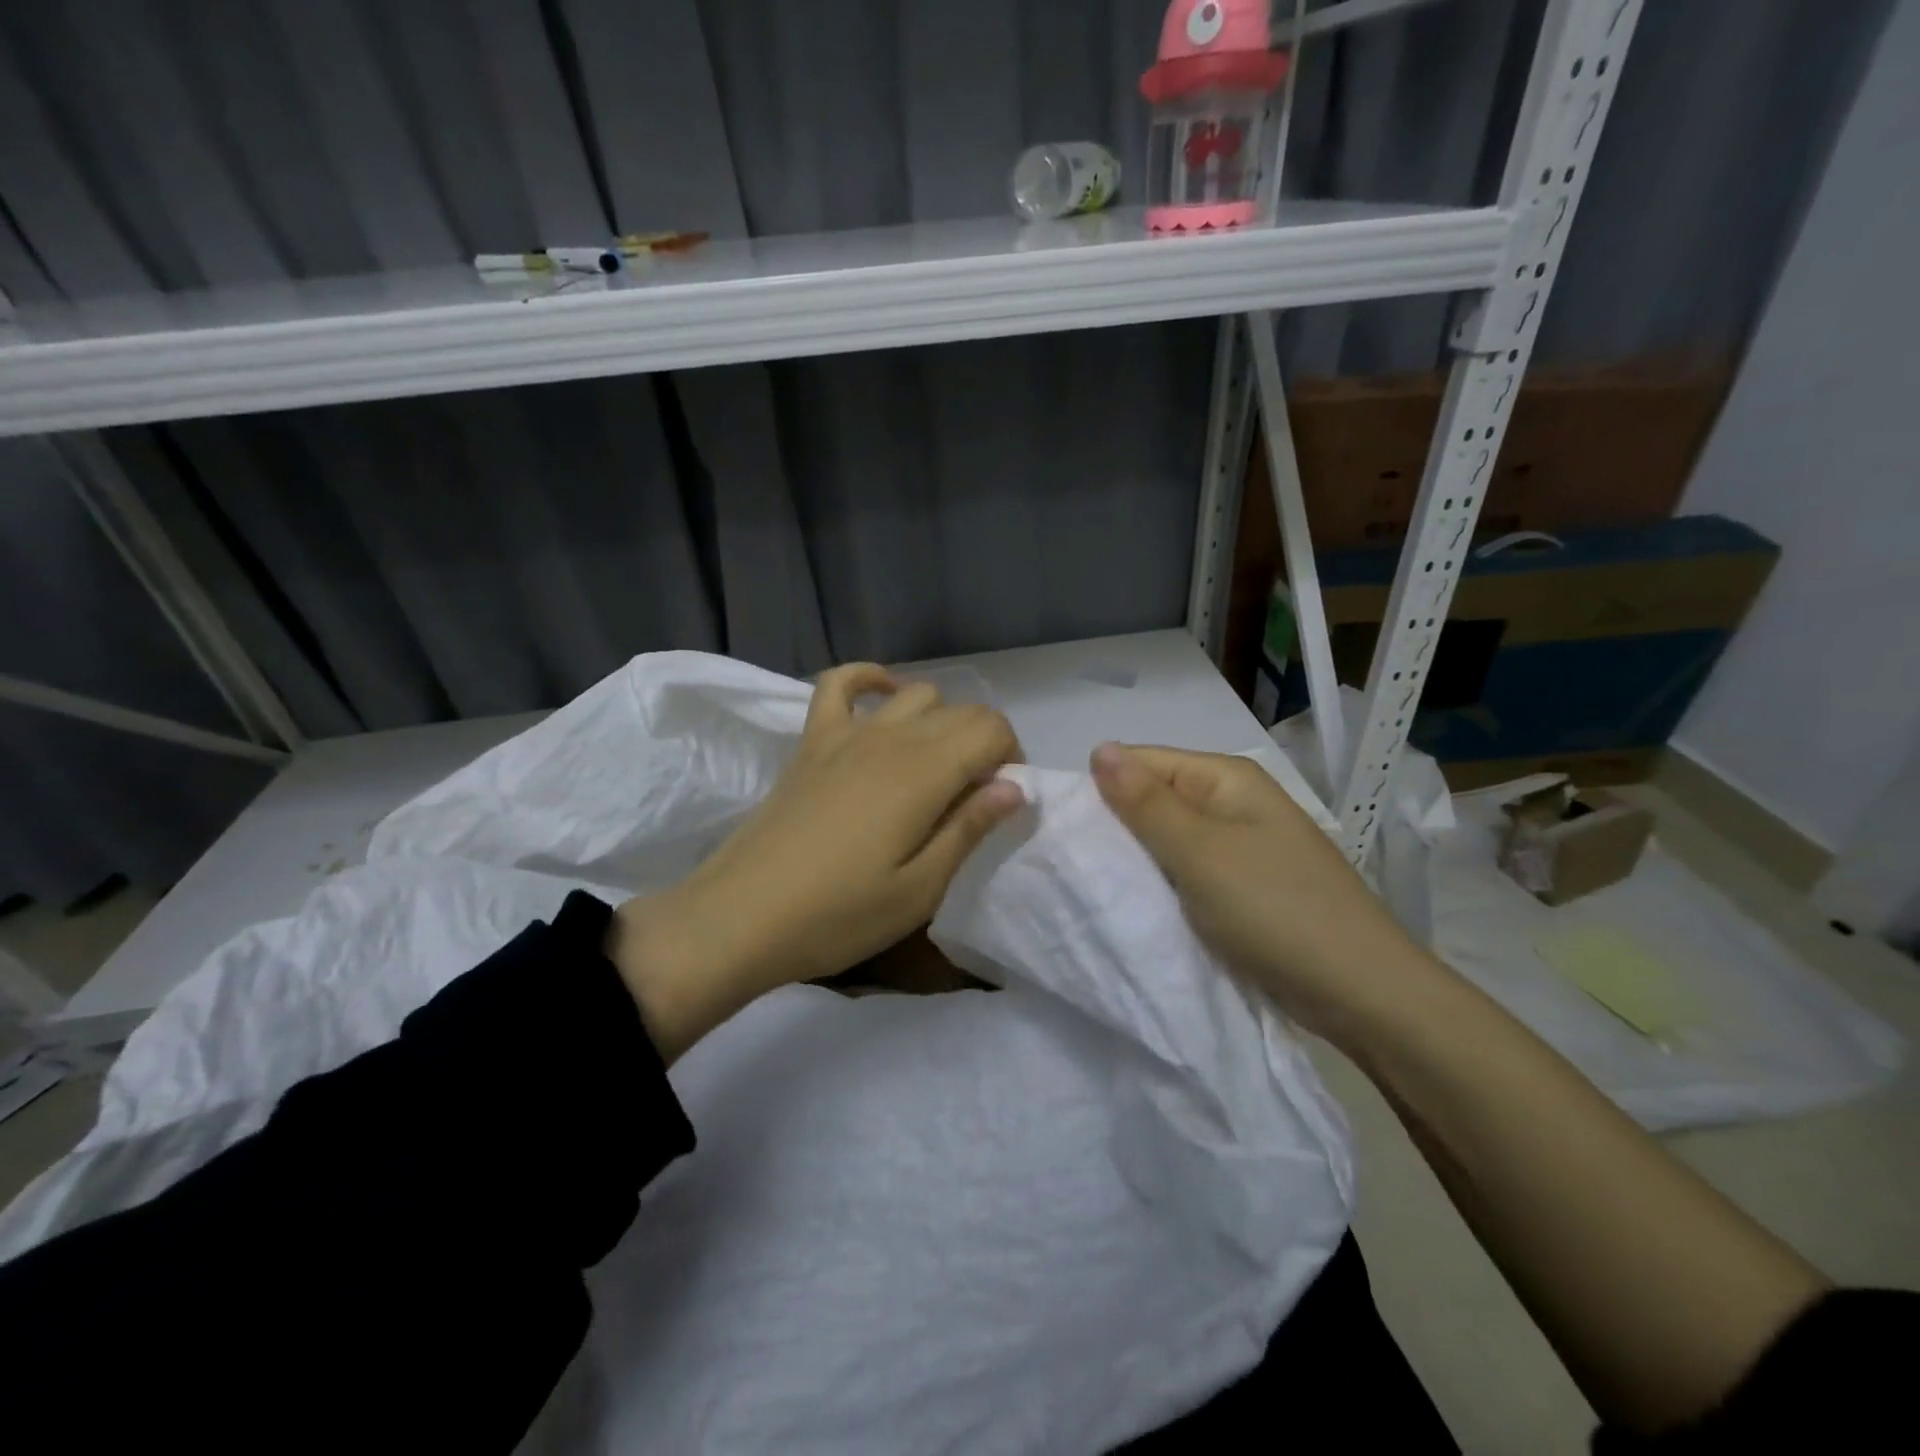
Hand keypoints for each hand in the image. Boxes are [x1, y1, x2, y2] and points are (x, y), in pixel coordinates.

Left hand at [610, 665, 1024, 1059]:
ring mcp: (846, 733)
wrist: (740, 918)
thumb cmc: (838, 915)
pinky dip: (869, 680)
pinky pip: (839, 683)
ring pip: (916, 695)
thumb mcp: (919, 890)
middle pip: (961, 711)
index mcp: (924, 772)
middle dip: (984, 746)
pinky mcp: (811, 741)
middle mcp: (890, 737)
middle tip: (972, 801)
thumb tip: (1015, 787)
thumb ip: (969, 829)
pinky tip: (883, 699)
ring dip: (941, 721)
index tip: (1000, 803)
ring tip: (934, 769)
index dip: (1011, 759)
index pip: (992, 729)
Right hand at [1089, 742, 1436, 1047]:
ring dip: (1139, 861)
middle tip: (1077, 863)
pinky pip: (1189, 873)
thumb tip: (1099, 747)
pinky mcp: (1244, 887)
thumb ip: (1145, 803)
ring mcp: (1242, 846)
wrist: (1362, 993)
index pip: (1142, 762)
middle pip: (1156, 799)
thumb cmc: (1274, 910)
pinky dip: (1163, 886)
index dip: (1103, 789)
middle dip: (1118, 827)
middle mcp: (1234, 803)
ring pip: (1169, 840)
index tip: (1066, 829)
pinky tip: (1138, 904)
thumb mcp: (1199, 853)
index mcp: (1226, 778)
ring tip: (1098, 885)